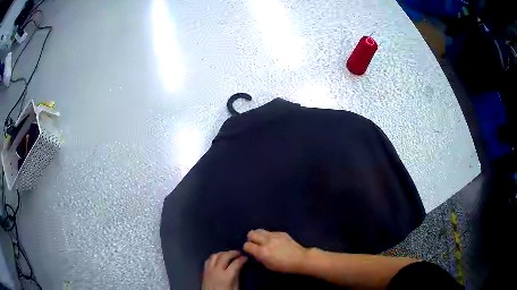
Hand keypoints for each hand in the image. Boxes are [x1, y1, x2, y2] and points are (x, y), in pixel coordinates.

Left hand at [202, 250, 247, 289]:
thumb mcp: (235, 287)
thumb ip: (237, 276)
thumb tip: (241, 266)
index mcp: (226, 276)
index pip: (236, 263)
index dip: (242, 259)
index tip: (246, 257)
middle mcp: (216, 270)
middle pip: (225, 256)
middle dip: (233, 253)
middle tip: (239, 253)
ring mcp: (209, 269)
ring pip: (215, 255)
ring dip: (223, 253)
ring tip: (229, 254)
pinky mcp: (204, 271)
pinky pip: (208, 259)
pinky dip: (215, 256)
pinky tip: (219, 258)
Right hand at [243, 229, 307, 273]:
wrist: (300, 259)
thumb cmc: (284, 266)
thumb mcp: (268, 265)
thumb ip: (259, 257)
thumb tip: (255, 252)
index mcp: (262, 252)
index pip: (247, 245)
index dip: (247, 248)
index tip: (250, 251)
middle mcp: (266, 241)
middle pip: (251, 233)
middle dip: (251, 239)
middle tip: (255, 244)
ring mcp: (274, 235)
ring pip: (260, 230)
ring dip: (259, 235)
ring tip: (263, 241)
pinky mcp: (281, 232)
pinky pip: (270, 232)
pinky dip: (269, 236)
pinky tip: (274, 241)